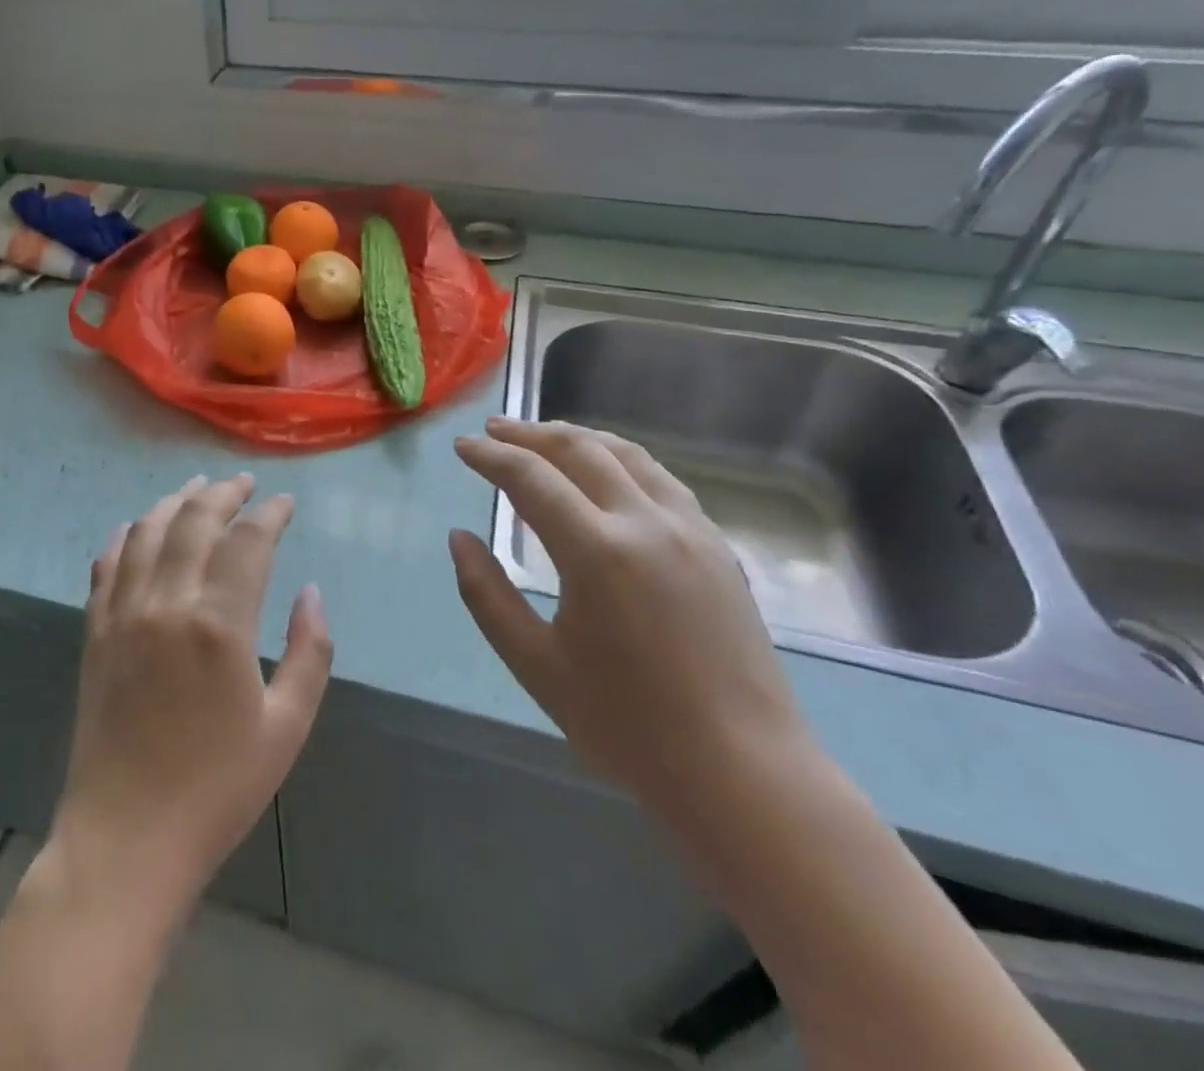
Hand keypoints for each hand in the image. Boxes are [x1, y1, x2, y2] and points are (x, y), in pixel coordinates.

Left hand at [51, 474, 332, 917]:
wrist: (127, 837)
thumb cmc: (218, 788)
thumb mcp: (287, 727)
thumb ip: (309, 652)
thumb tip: (311, 592)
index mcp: (219, 624)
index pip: (247, 541)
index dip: (270, 514)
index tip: (285, 503)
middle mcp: (166, 603)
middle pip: (195, 521)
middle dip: (224, 493)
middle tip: (244, 483)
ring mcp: (123, 614)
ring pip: (147, 532)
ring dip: (175, 502)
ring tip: (197, 488)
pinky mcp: (95, 632)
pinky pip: (107, 565)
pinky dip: (125, 536)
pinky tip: (136, 526)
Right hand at [449, 418, 813, 817]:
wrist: (743, 773)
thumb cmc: (627, 725)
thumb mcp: (535, 664)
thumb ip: (487, 594)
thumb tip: (460, 538)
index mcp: (597, 552)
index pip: (531, 477)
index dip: (490, 456)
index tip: (462, 446)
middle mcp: (647, 523)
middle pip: (580, 449)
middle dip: (530, 433)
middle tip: (494, 429)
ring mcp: (691, 530)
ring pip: (628, 455)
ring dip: (578, 437)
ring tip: (544, 437)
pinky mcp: (718, 547)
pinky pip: (662, 480)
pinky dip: (621, 460)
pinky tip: (608, 473)